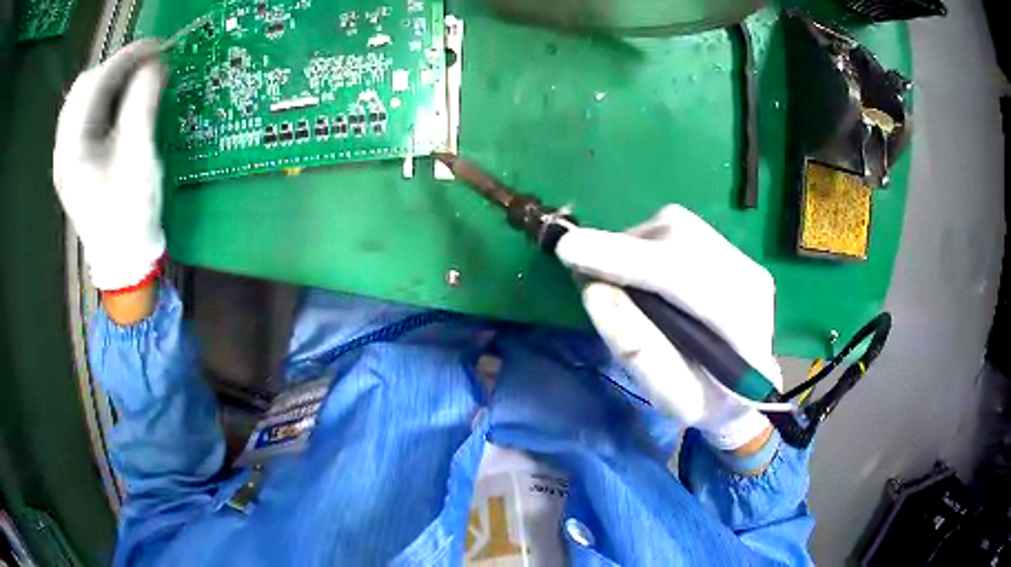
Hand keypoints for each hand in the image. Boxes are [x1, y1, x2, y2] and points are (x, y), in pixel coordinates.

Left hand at [53, 40, 165, 291]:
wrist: (123, 259)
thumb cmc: (130, 214)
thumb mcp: (139, 157)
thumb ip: (142, 104)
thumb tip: (155, 64)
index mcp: (73, 150)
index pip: (96, 83)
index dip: (127, 58)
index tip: (157, 47)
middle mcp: (63, 149)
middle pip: (84, 86)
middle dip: (115, 69)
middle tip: (145, 69)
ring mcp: (65, 156)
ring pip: (81, 99)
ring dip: (108, 83)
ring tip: (133, 84)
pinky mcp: (72, 161)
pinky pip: (82, 115)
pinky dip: (102, 100)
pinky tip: (118, 105)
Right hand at [555, 205, 781, 449]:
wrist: (750, 390)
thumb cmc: (709, 402)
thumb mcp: (671, 398)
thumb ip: (637, 350)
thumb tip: (594, 290)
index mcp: (742, 326)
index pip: (681, 276)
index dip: (623, 259)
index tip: (568, 250)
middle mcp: (749, 279)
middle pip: (678, 237)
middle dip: (623, 249)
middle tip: (590, 275)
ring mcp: (745, 259)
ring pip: (677, 226)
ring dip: (635, 246)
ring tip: (624, 282)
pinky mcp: (733, 250)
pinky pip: (681, 229)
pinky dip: (649, 245)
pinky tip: (648, 276)